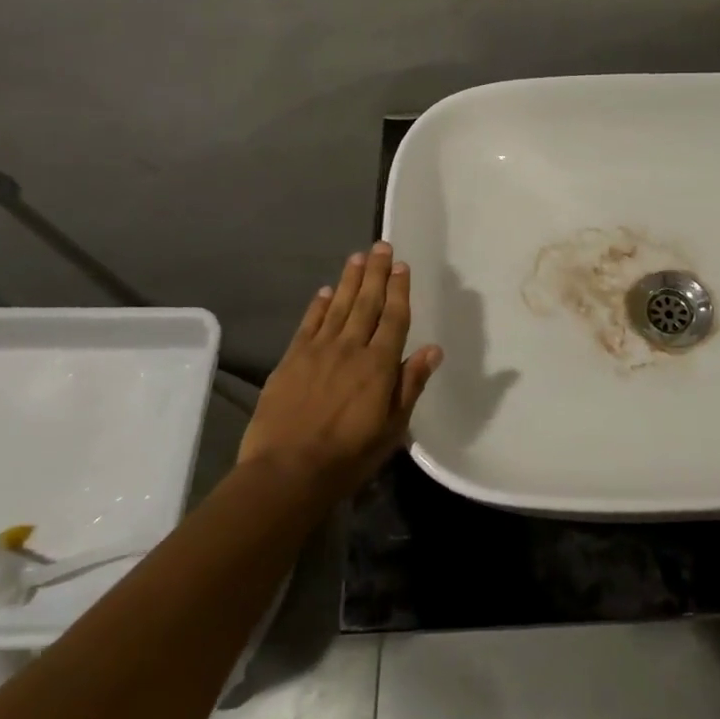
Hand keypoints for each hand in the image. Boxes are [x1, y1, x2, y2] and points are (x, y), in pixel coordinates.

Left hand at [239, 242, 442, 498]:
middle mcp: (350, 348)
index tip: (402, 266)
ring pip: (339, 306)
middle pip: (366, 302)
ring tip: (358, 257)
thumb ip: (411, 385)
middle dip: (376, 273)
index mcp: (379, 365)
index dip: (399, 290)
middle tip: (381, 246)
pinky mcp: (291, 359)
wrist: (286, 472)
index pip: (393, 318)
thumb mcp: (392, 429)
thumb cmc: (348, 457)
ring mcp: (318, 351)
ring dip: (350, 280)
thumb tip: (434, 349)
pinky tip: (326, 291)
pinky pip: (309, 323)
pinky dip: (319, 305)